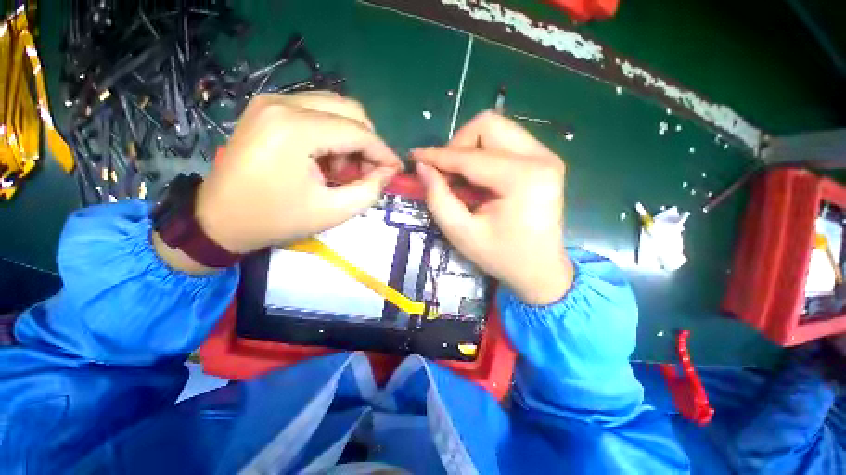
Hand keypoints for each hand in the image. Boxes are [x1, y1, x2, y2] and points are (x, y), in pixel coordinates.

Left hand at [194, 92, 401, 254]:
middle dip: (368, 142)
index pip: (357, 131)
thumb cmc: (275, 219)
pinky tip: (327, 159)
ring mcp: (272, 101)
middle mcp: (282, 103)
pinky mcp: (268, 108)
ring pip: (334, 108)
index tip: (396, 169)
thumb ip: (369, 190)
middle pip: (349, 110)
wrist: (218, 219)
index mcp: (295, 129)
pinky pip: (316, 112)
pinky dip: (332, 134)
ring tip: (345, 169)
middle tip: (370, 171)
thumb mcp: (332, 211)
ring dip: (350, 138)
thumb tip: (388, 171)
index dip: (383, 151)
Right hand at [412, 111, 572, 304]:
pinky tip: (478, 178)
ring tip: (460, 177)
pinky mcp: (544, 160)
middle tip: (447, 173)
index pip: (470, 156)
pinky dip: (484, 153)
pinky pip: (506, 141)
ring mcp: (546, 156)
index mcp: (523, 178)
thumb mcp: (462, 234)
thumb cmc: (502, 257)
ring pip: (497, 129)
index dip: (438, 155)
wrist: (541, 269)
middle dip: (458, 145)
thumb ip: (439, 198)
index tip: (415, 157)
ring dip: (470, 148)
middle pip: (488, 125)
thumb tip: (423, 167)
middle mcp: (540, 158)